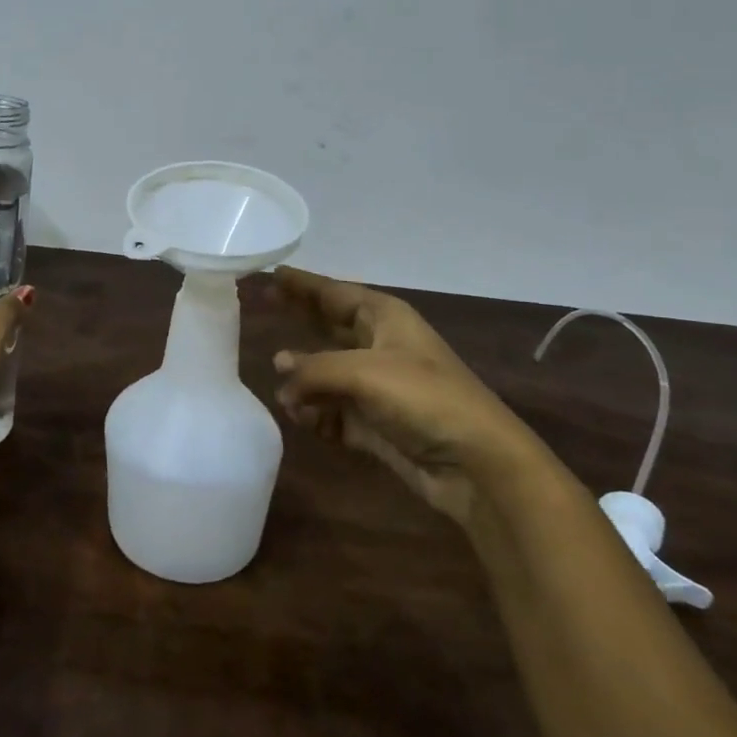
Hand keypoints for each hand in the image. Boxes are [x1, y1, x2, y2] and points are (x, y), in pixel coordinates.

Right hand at [265, 266, 534, 525]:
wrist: (476, 463)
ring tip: (283, 390)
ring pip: (326, 373)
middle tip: (260, 307)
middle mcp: (379, 345)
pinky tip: (303, 418)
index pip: (333, 292)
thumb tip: (279, 369)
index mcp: (384, 318)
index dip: (302, 284)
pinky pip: (333, 411)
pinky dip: (316, 415)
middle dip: (298, 319)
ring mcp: (377, 386)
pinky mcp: (375, 423)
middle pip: (328, 325)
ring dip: (304, 381)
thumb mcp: (363, 372)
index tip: (271, 272)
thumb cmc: (422, 398)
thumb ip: (313, 368)